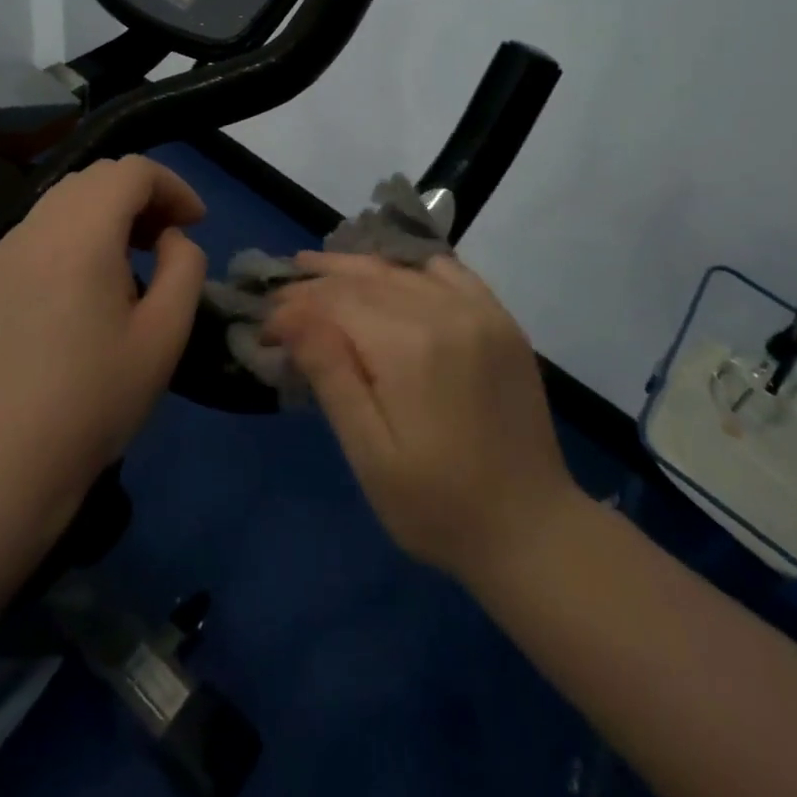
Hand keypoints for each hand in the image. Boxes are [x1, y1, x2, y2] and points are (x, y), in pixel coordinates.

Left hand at [0, 156, 207, 503]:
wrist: (14, 459)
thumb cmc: (100, 397)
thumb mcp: (167, 332)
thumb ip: (184, 265)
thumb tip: (169, 238)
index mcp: (82, 236)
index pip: (132, 170)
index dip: (173, 186)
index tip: (194, 224)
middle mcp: (35, 229)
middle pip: (96, 176)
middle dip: (140, 195)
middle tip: (164, 238)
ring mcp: (1, 251)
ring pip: (62, 199)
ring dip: (104, 211)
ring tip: (126, 258)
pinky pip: (35, 230)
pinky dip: (70, 233)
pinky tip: (79, 283)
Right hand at [265, 252, 577, 587]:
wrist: (531, 529)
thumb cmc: (437, 505)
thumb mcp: (370, 454)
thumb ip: (332, 375)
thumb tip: (291, 316)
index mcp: (409, 347)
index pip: (336, 302)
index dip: (295, 306)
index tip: (265, 324)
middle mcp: (445, 312)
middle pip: (366, 278)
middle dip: (318, 280)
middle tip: (282, 286)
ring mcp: (479, 311)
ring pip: (403, 269)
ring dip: (357, 267)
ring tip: (319, 267)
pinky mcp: (500, 320)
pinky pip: (448, 272)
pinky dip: (410, 268)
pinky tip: (389, 275)